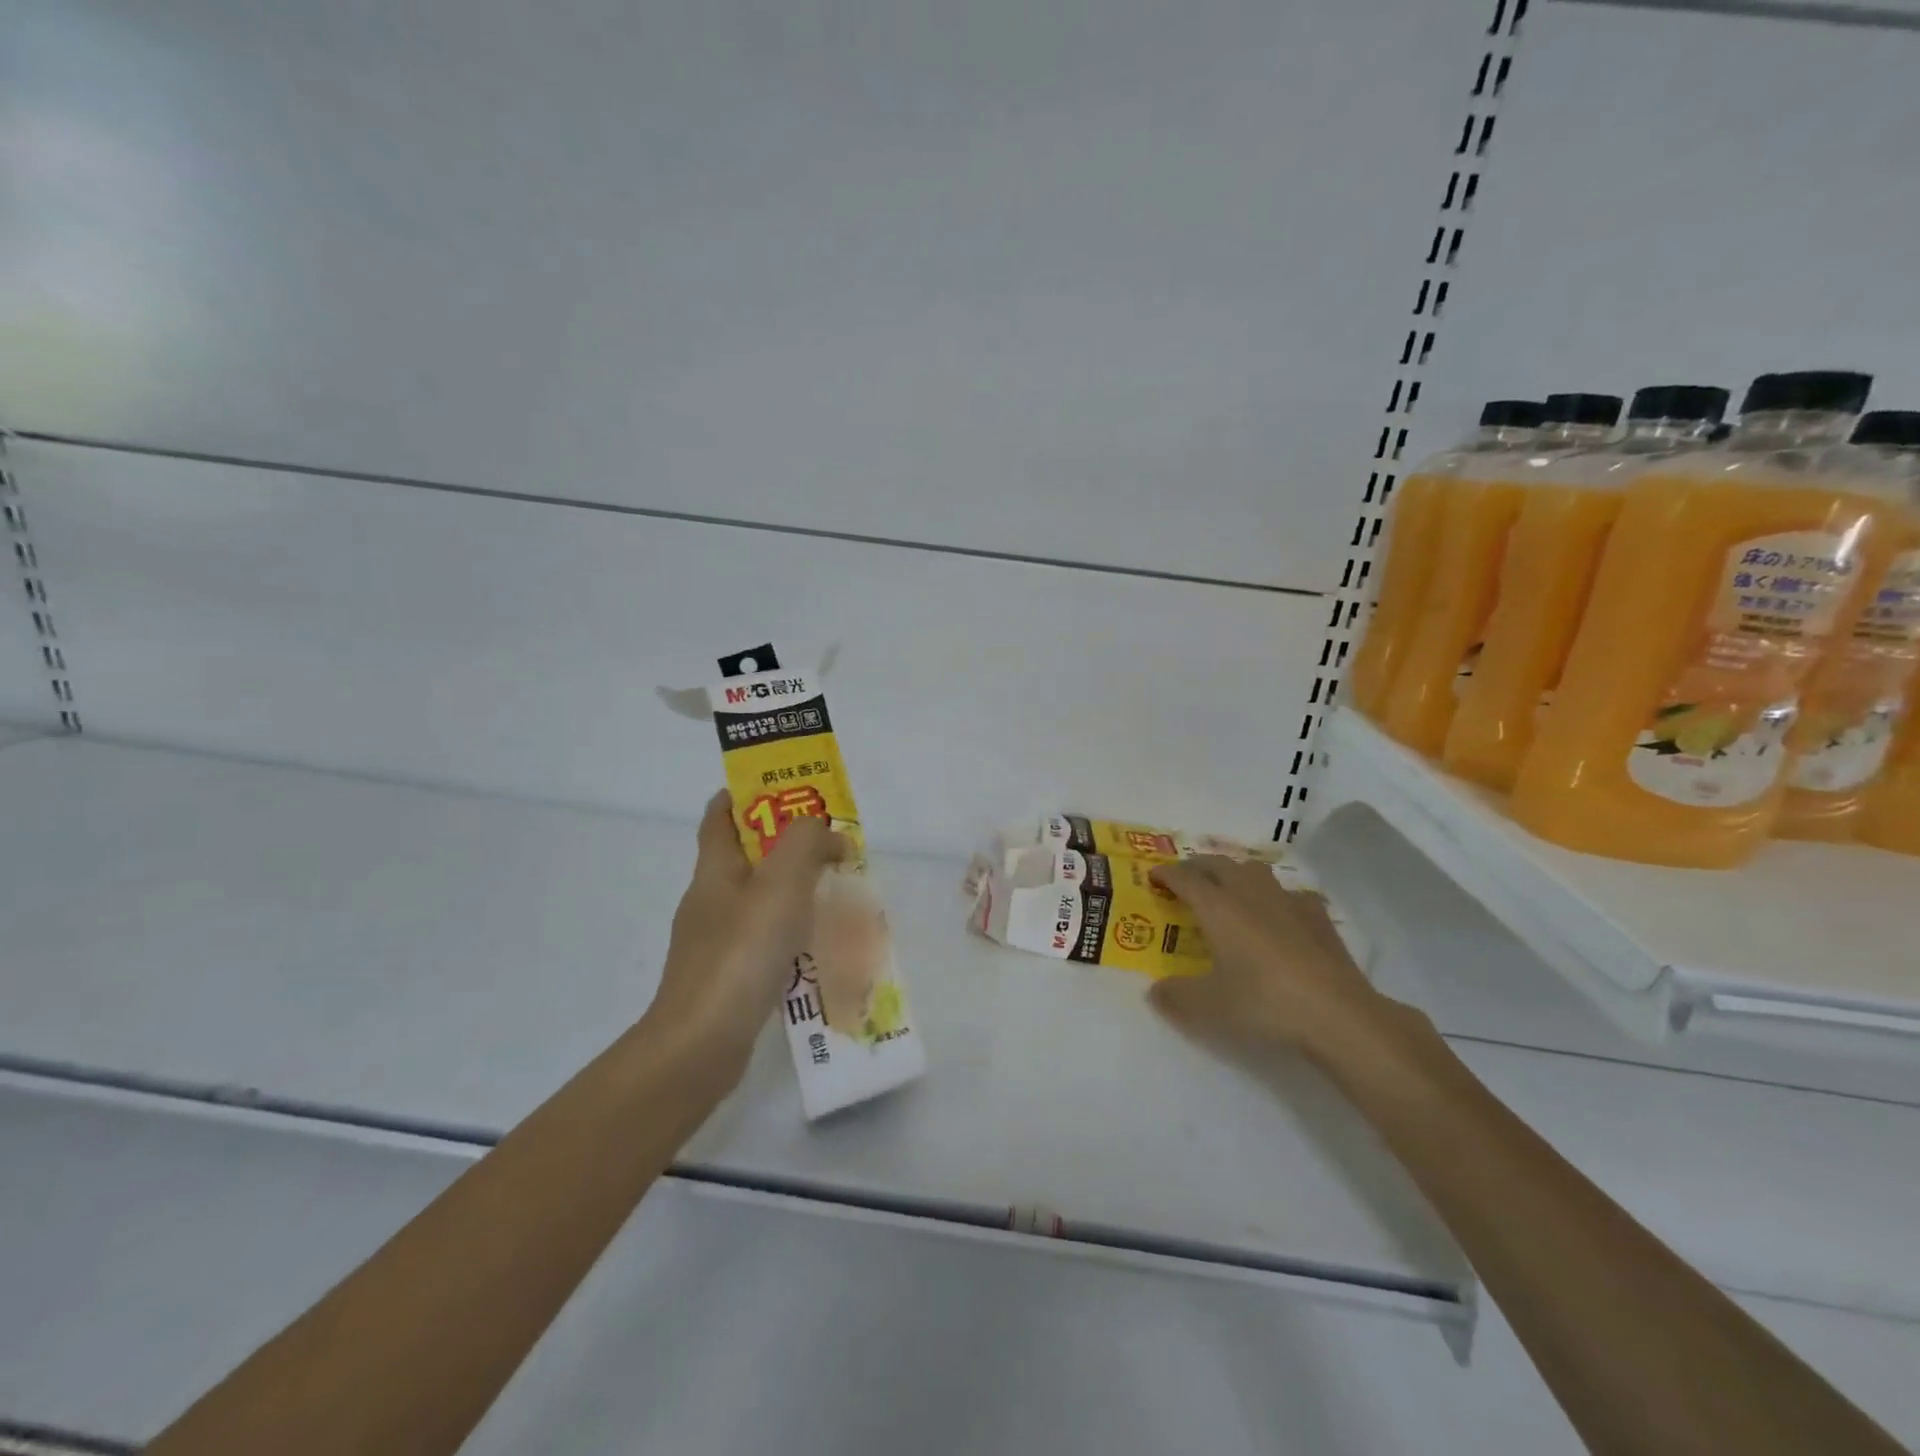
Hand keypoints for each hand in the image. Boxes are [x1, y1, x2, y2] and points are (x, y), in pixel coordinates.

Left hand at [645, 790, 848, 1085]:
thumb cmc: (741, 953)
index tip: (783, 789)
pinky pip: (762, 941)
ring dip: (792, 891)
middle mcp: (709, 901)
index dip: (744, 795)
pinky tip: (819, 948)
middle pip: (744, 858)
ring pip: (757, 901)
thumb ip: (807, 843)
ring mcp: (713, 943)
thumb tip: (830, 835)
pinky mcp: (725, 978)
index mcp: (714, 871)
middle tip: (829, 845)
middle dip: (784, 845)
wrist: (700, 1046)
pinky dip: (789, 934)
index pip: (719, 817)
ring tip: (834, 894)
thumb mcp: (781, 883)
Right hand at [1146, 857, 1399, 1067]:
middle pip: (1218, 864)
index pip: (1185, 878)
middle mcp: (1249, 894)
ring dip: (1235, 873)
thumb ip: (1175, 997)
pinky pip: (1290, 894)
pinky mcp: (1318, 917)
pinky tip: (1279, 915)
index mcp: (1217, 907)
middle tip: (1185, 878)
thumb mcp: (1207, 1008)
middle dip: (1197, 866)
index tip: (1153, 876)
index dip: (1166, 874)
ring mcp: (1287, 901)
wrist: (1337, 1014)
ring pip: (1254, 871)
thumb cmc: (1263, 1003)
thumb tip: (1155, 991)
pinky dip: (1275, 898)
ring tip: (1229, 888)